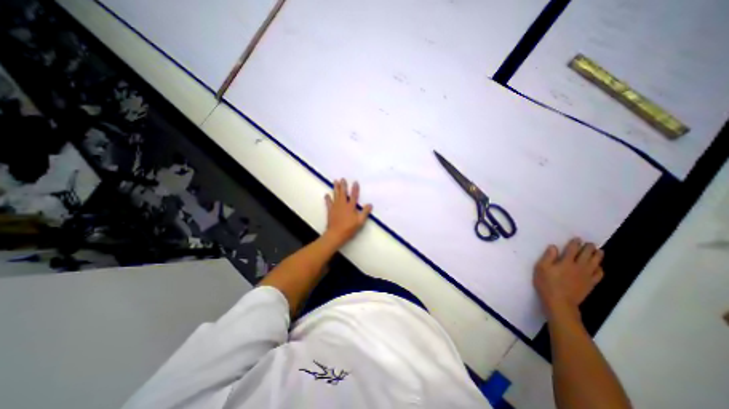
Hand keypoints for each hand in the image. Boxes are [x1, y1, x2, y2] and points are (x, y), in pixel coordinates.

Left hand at [325, 177, 372, 245]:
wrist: (336, 234)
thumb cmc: (349, 228)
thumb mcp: (360, 221)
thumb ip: (365, 212)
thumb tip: (370, 204)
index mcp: (351, 206)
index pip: (354, 195)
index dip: (355, 189)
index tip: (355, 182)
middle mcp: (343, 204)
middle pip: (343, 193)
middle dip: (343, 185)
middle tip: (342, 179)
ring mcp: (335, 207)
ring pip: (335, 195)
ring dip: (335, 188)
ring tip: (335, 181)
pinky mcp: (330, 210)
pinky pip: (328, 202)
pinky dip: (327, 198)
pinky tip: (326, 194)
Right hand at [535, 238, 604, 321]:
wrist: (560, 302)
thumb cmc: (547, 284)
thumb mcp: (541, 268)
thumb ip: (548, 257)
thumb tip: (553, 247)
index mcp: (566, 262)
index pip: (572, 250)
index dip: (575, 243)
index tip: (577, 238)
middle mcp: (578, 267)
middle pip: (586, 255)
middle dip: (589, 248)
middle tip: (590, 243)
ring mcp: (586, 276)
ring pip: (595, 263)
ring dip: (598, 256)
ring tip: (599, 251)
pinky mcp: (590, 284)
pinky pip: (599, 274)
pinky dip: (600, 269)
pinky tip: (599, 267)